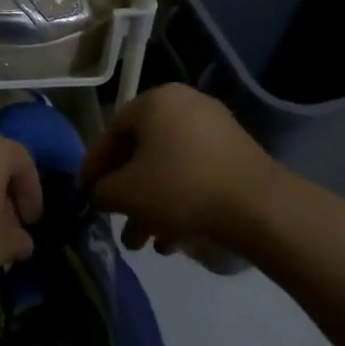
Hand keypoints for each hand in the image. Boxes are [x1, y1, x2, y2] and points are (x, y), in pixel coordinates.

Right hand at [81, 85, 278, 253]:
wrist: (259, 207)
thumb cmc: (181, 189)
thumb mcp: (127, 193)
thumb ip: (102, 191)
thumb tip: (99, 193)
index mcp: (155, 101)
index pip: (112, 131)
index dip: (95, 165)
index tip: (85, 194)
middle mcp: (184, 104)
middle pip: (143, 152)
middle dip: (127, 194)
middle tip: (118, 224)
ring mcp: (214, 127)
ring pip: (169, 167)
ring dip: (152, 205)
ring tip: (146, 243)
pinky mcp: (236, 153)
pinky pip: (195, 173)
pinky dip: (180, 200)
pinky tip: (175, 238)